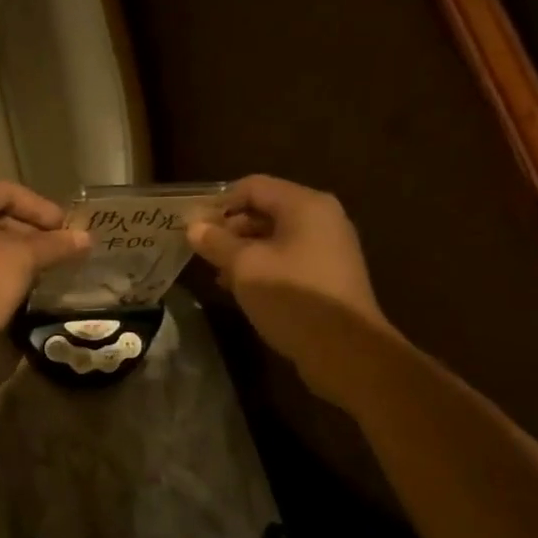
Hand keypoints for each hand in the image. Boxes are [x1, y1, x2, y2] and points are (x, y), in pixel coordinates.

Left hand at [0, 182, 90, 358]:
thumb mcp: (23, 260)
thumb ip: (54, 245)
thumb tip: (85, 238)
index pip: (8, 192)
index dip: (42, 209)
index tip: (66, 229)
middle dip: (29, 231)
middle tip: (57, 249)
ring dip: (13, 249)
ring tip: (42, 267)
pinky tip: (16, 281)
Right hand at [187, 175, 393, 401]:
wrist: (345, 351)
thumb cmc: (292, 297)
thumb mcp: (245, 267)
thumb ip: (216, 242)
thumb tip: (194, 227)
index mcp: (305, 205)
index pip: (252, 187)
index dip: (219, 203)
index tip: (192, 227)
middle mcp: (321, 218)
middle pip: (265, 210)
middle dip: (230, 228)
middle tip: (201, 251)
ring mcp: (328, 247)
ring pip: (274, 237)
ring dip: (243, 251)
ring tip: (217, 273)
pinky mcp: (327, 275)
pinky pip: (287, 258)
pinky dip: (262, 266)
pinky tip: (240, 288)